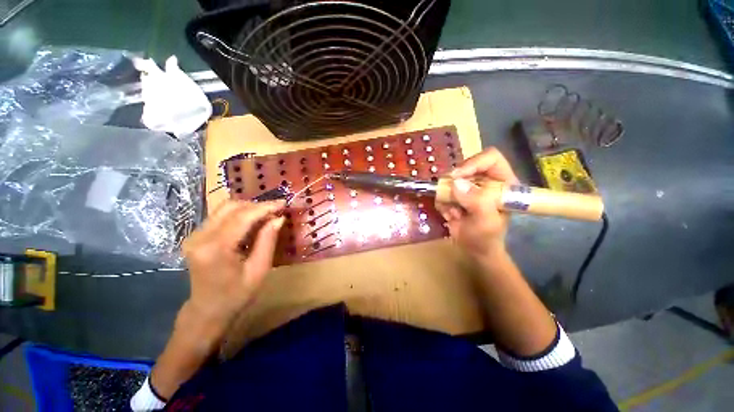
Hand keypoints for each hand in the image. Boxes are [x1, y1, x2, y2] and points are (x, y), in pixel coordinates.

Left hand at [181, 200, 285, 329]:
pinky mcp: (196, 236)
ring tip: (267, 216)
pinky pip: (220, 216)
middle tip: (276, 211)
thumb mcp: (259, 270)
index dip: (265, 207)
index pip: (242, 217)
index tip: (283, 203)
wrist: (207, 310)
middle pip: (231, 207)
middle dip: (257, 205)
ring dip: (248, 208)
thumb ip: (268, 241)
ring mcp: (194, 235)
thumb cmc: (237, 295)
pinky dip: (239, 214)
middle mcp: (200, 237)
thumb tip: (279, 218)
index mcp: (216, 249)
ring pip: (224, 208)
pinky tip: (252, 222)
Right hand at [437, 147, 518, 260]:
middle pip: (465, 166)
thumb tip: (456, 182)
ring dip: (447, 197)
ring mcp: (469, 187)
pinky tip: (450, 216)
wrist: (473, 250)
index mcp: (503, 182)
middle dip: (454, 183)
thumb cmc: (486, 238)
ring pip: (449, 180)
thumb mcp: (486, 222)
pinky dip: (442, 203)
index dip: (473, 163)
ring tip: (455, 213)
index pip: (490, 158)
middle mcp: (486, 181)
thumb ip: (477, 202)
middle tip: (449, 197)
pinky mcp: (456, 194)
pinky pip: (442, 191)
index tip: (457, 176)